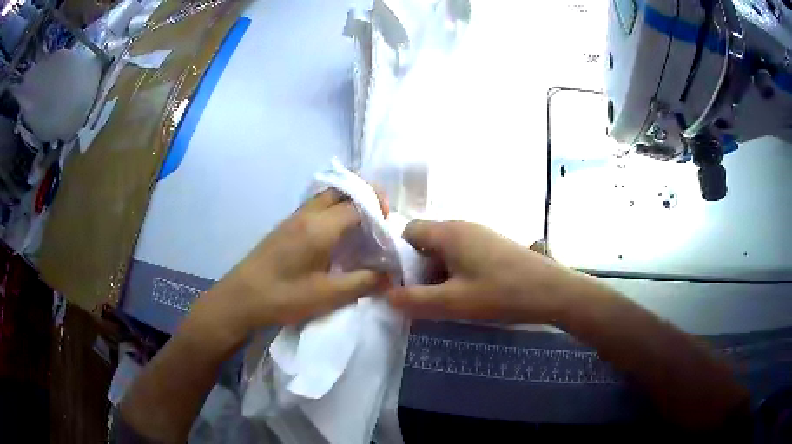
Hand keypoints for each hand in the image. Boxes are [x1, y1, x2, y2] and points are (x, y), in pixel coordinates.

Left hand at [190, 189, 389, 346]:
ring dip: (347, 203)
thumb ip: (363, 282)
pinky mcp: (284, 227)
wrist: (240, 299)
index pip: (357, 204)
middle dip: (364, 196)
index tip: (389, 228)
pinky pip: (315, 207)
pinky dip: (332, 211)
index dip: (378, 211)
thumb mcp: (328, 295)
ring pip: (326, 197)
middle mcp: (307, 214)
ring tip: (361, 227)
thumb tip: (390, 275)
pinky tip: (335, 237)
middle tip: (379, 219)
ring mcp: (293, 219)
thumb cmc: (284, 296)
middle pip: (341, 190)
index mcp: (320, 227)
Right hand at [387, 220, 578, 323]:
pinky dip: (455, 273)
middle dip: (417, 269)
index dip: (397, 255)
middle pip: (426, 242)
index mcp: (448, 233)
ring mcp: (480, 236)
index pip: (408, 232)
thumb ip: (415, 300)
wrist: (552, 291)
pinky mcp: (493, 247)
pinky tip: (465, 295)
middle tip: (421, 297)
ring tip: (443, 301)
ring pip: (445, 252)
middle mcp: (462, 227)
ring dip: (437, 274)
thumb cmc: (501, 293)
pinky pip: (463, 256)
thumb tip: (386, 296)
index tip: (398, 283)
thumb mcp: (453, 302)